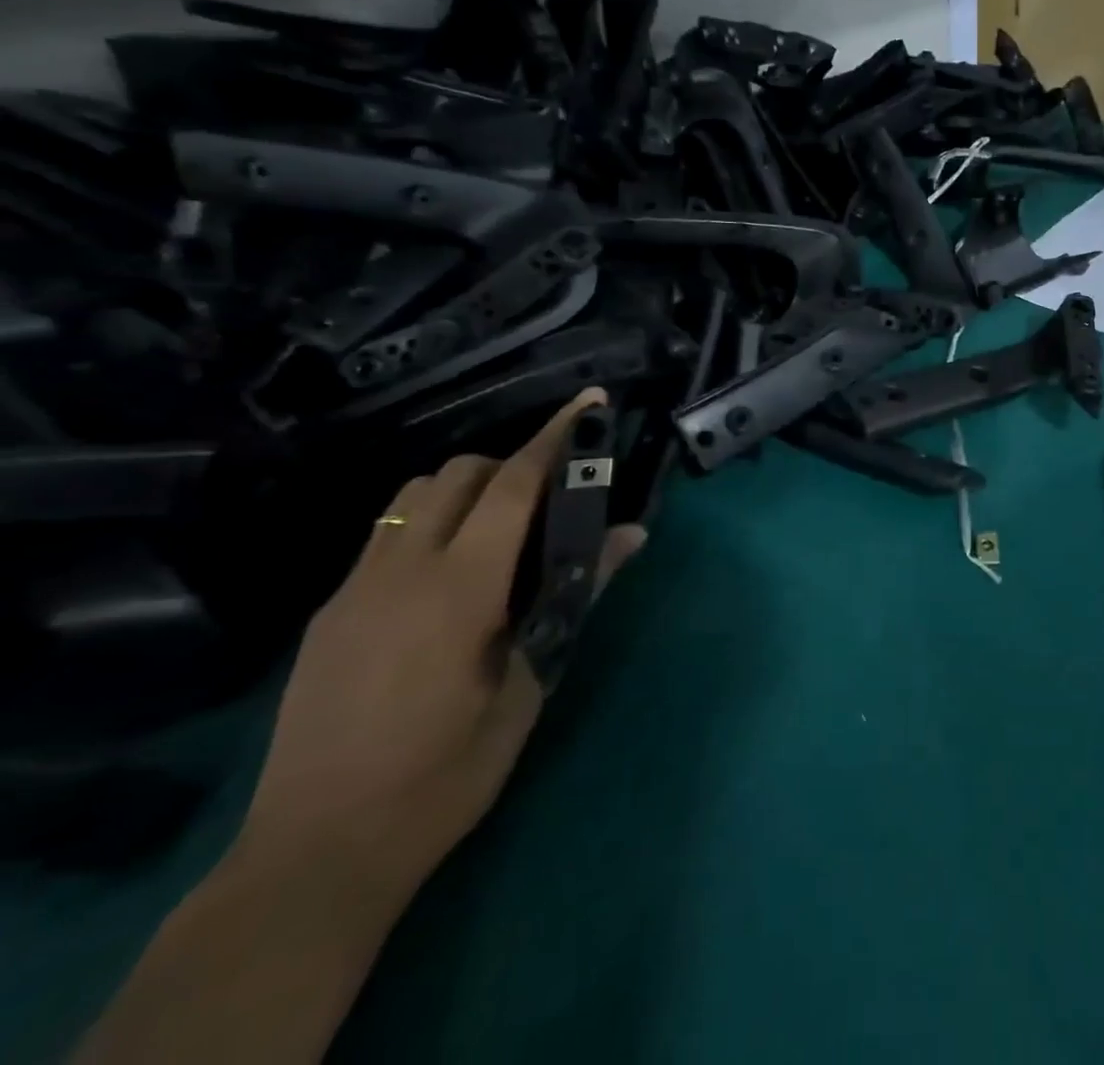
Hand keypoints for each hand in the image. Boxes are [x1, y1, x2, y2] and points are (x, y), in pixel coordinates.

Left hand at [238, 389, 645, 899]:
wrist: (317, 854)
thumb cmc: (446, 774)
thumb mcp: (531, 686)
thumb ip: (578, 597)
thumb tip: (631, 536)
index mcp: (460, 588)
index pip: (513, 485)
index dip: (555, 437)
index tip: (588, 403)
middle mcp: (400, 570)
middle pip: (460, 473)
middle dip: (513, 463)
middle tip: (554, 499)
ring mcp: (355, 588)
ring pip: (414, 495)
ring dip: (467, 489)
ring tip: (501, 532)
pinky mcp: (330, 612)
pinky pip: (386, 534)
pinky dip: (429, 523)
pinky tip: (449, 576)